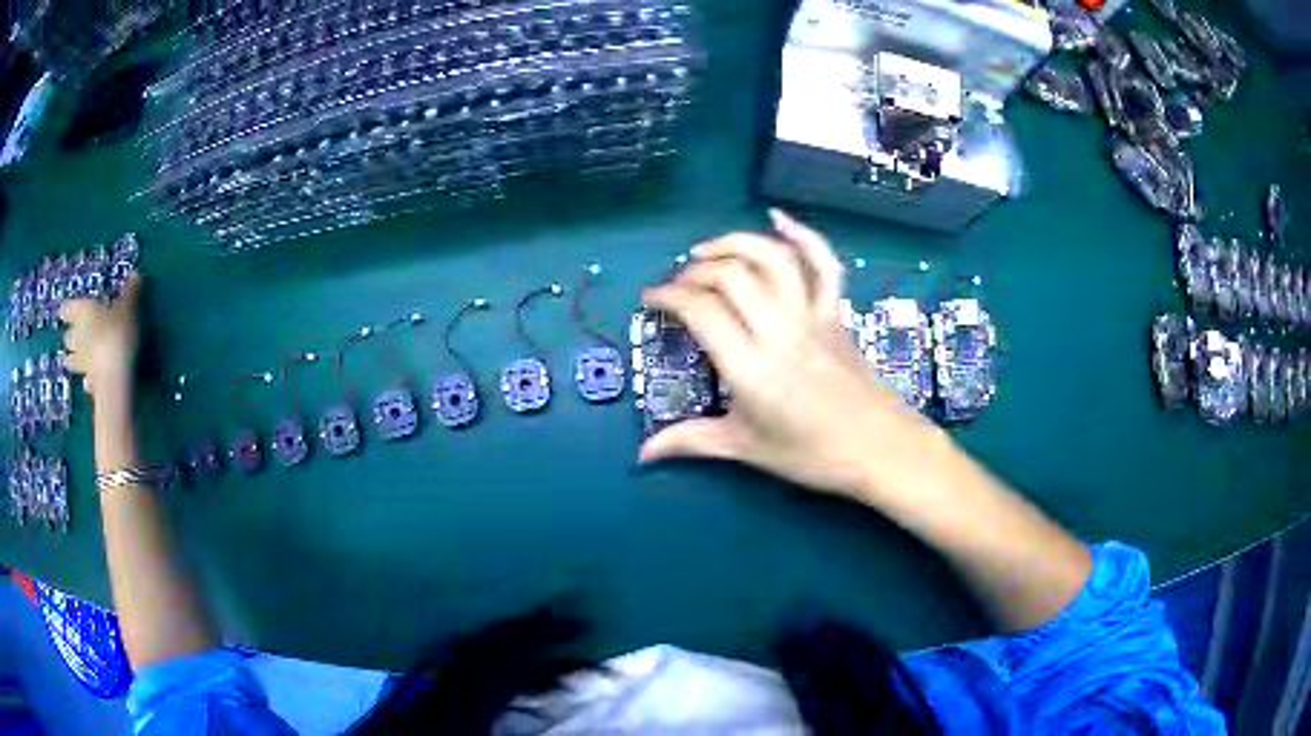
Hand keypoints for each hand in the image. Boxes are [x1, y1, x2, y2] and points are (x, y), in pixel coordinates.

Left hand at [60, 274, 142, 397]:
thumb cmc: (117, 334)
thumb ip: (130, 293)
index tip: (66, 311)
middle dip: (70, 336)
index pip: (68, 308)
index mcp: (83, 312)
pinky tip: (90, 382)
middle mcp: (77, 337)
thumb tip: (135, 274)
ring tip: (80, 360)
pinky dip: (86, 379)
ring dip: (74, 359)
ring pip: (71, 360)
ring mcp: (81, 363)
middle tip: (74, 336)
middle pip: (68, 336)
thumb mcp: (128, 308)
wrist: (114, 378)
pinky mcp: (89, 384)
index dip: (68, 309)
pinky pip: (84, 380)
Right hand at [639, 211, 941, 500]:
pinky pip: (824, 264)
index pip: (701, 310)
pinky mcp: (836, 312)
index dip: (668, 297)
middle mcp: (779, 330)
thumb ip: (691, 442)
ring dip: (735, 244)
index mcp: (751, 367)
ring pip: (772, 259)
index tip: (651, 301)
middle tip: (679, 287)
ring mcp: (812, 315)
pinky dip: (803, 234)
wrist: (881, 449)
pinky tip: (779, 219)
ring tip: (707, 251)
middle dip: (694, 272)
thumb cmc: (813, 454)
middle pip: (730, 275)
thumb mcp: (746, 449)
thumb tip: (644, 454)